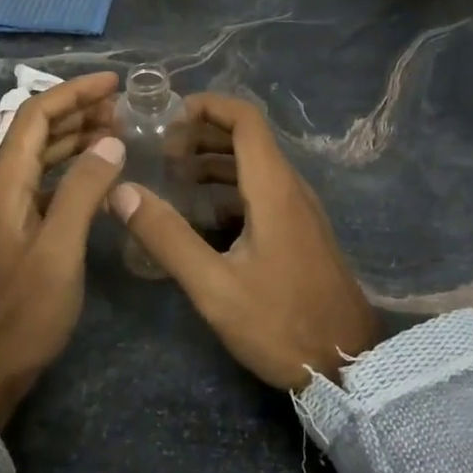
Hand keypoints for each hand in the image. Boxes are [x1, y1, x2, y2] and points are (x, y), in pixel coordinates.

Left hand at [0, 72, 124, 430]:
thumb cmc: (25, 310)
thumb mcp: (60, 248)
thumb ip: (83, 190)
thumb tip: (111, 141)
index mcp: (5, 181)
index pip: (36, 115)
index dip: (73, 92)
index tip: (113, 82)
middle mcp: (2, 186)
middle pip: (38, 130)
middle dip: (78, 110)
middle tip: (124, 107)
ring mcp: (9, 208)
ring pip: (43, 155)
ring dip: (77, 137)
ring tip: (118, 130)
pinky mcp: (19, 229)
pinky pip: (48, 181)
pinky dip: (74, 168)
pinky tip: (101, 174)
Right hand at [111, 94, 379, 389]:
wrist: (350, 366)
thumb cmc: (280, 323)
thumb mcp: (214, 286)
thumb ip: (167, 237)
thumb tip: (122, 192)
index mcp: (273, 189)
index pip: (245, 119)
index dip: (207, 106)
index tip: (168, 119)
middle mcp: (290, 188)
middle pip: (247, 138)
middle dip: (202, 134)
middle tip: (161, 154)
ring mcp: (300, 211)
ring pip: (255, 165)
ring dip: (214, 161)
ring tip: (173, 178)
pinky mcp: (301, 232)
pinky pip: (262, 191)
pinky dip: (229, 188)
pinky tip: (202, 216)